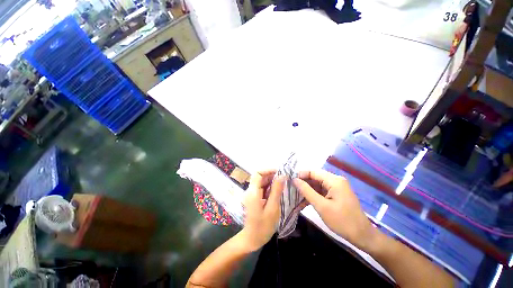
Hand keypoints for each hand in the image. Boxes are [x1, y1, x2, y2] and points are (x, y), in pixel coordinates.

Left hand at [240, 170, 284, 251]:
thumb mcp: (272, 209)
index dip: (268, 170)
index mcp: (253, 192)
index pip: (258, 173)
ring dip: (271, 182)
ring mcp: (251, 194)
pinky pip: (262, 188)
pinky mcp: (254, 198)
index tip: (280, 173)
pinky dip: (270, 188)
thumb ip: (276, 191)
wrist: (251, 240)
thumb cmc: (263, 227)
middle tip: (284, 180)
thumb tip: (282, 176)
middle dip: (272, 176)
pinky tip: (277, 192)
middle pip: (260, 177)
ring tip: (283, 185)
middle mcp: (250, 191)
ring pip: (261, 182)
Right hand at [293, 170, 376, 250]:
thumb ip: (307, 191)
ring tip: (294, 195)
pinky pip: (321, 191)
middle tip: (290, 189)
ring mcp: (336, 187)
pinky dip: (313, 195)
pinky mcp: (335, 194)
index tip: (290, 181)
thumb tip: (294, 180)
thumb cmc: (342, 221)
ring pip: (316, 184)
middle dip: (303, 183)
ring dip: (307, 190)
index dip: (300, 175)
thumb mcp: (321, 206)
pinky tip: (303, 201)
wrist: (362, 236)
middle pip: (314, 177)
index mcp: (334, 180)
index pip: (313, 172)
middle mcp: (335, 180)